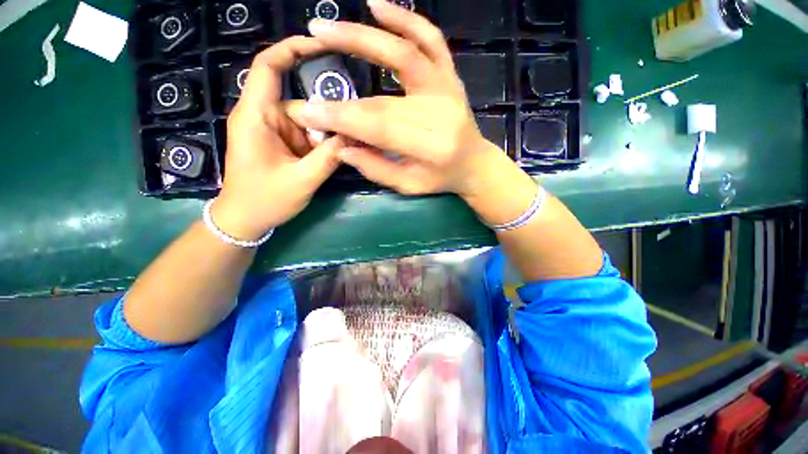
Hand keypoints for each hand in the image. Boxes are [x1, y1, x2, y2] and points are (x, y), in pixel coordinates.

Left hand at [212, 37, 345, 240]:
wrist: (245, 220)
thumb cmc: (265, 200)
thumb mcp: (302, 180)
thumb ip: (329, 157)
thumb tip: (354, 135)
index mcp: (256, 117)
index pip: (268, 67)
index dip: (292, 49)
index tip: (321, 44)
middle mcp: (263, 117)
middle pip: (299, 101)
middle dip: (325, 115)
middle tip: (351, 129)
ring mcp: (273, 131)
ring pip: (307, 122)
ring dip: (325, 136)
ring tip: (341, 151)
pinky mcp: (281, 143)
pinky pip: (305, 135)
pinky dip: (320, 144)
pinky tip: (331, 157)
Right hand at [285, 0, 513, 197]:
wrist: (474, 164)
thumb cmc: (441, 179)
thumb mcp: (409, 185)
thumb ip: (376, 169)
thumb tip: (341, 148)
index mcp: (431, 147)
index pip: (380, 128)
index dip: (343, 120)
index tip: (309, 113)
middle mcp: (441, 112)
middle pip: (383, 100)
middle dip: (342, 97)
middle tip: (310, 92)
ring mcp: (448, 87)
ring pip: (404, 54)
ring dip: (361, 38)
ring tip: (323, 30)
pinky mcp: (450, 74)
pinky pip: (430, 38)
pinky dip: (405, 18)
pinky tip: (377, 6)